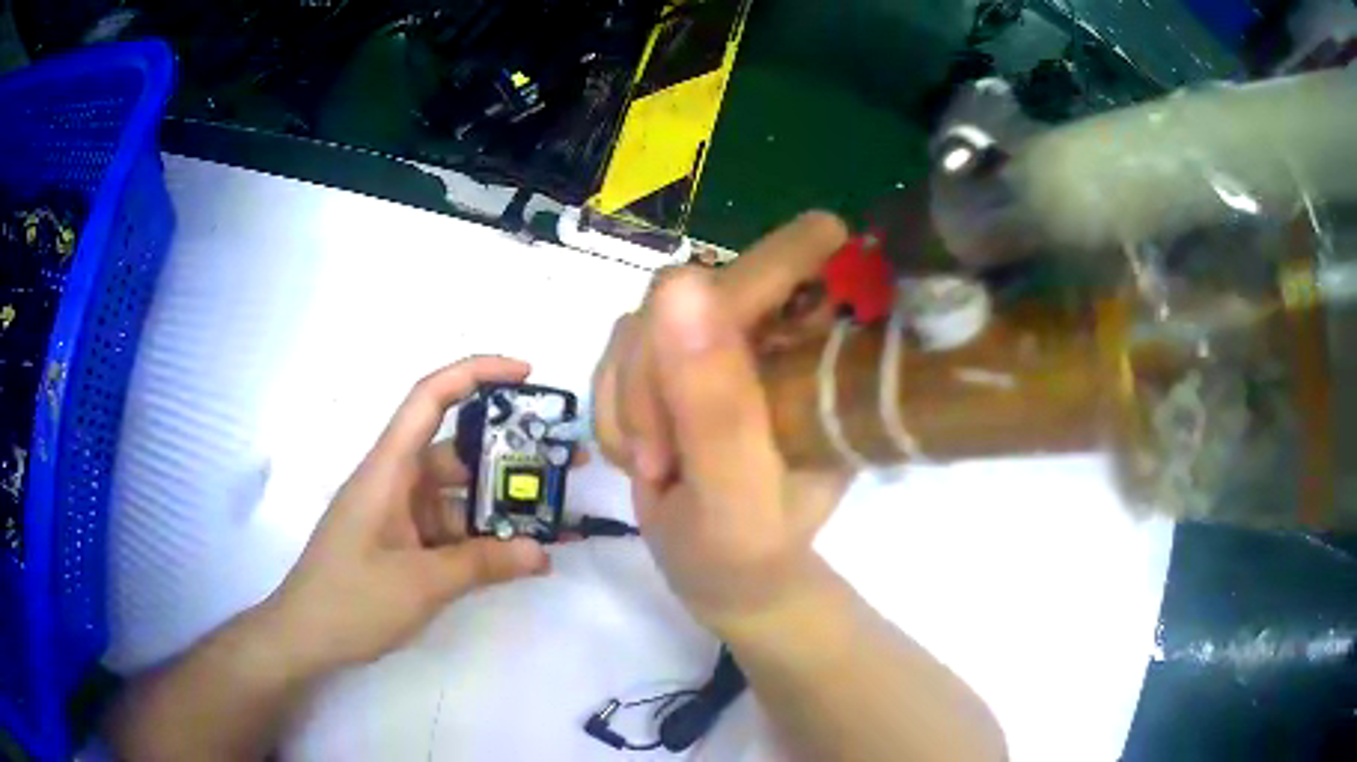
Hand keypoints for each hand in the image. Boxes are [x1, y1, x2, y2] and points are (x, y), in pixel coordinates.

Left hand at [266, 357, 550, 671]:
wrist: (306, 638)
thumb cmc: (351, 599)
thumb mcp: (420, 583)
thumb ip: (482, 564)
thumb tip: (542, 553)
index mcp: (388, 469)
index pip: (429, 398)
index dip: (476, 373)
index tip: (527, 374)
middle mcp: (396, 481)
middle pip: (456, 450)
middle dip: (510, 454)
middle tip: (568, 462)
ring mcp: (400, 514)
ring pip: (459, 496)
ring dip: (501, 506)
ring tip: (555, 518)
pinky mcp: (404, 543)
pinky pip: (452, 530)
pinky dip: (484, 539)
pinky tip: (520, 556)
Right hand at [592, 212, 854, 635]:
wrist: (721, 577)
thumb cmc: (746, 549)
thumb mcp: (734, 492)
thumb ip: (714, 401)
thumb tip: (680, 285)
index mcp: (814, 359)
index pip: (789, 271)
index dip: (771, 261)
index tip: (757, 296)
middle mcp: (768, 336)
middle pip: (683, 295)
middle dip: (652, 379)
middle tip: (658, 459)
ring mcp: (714, 345)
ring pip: (639, 325)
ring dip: (629, 402)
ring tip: (655, 466)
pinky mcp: (671, 363)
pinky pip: (615, 354)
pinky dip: (613, 409)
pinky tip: (639, 453)